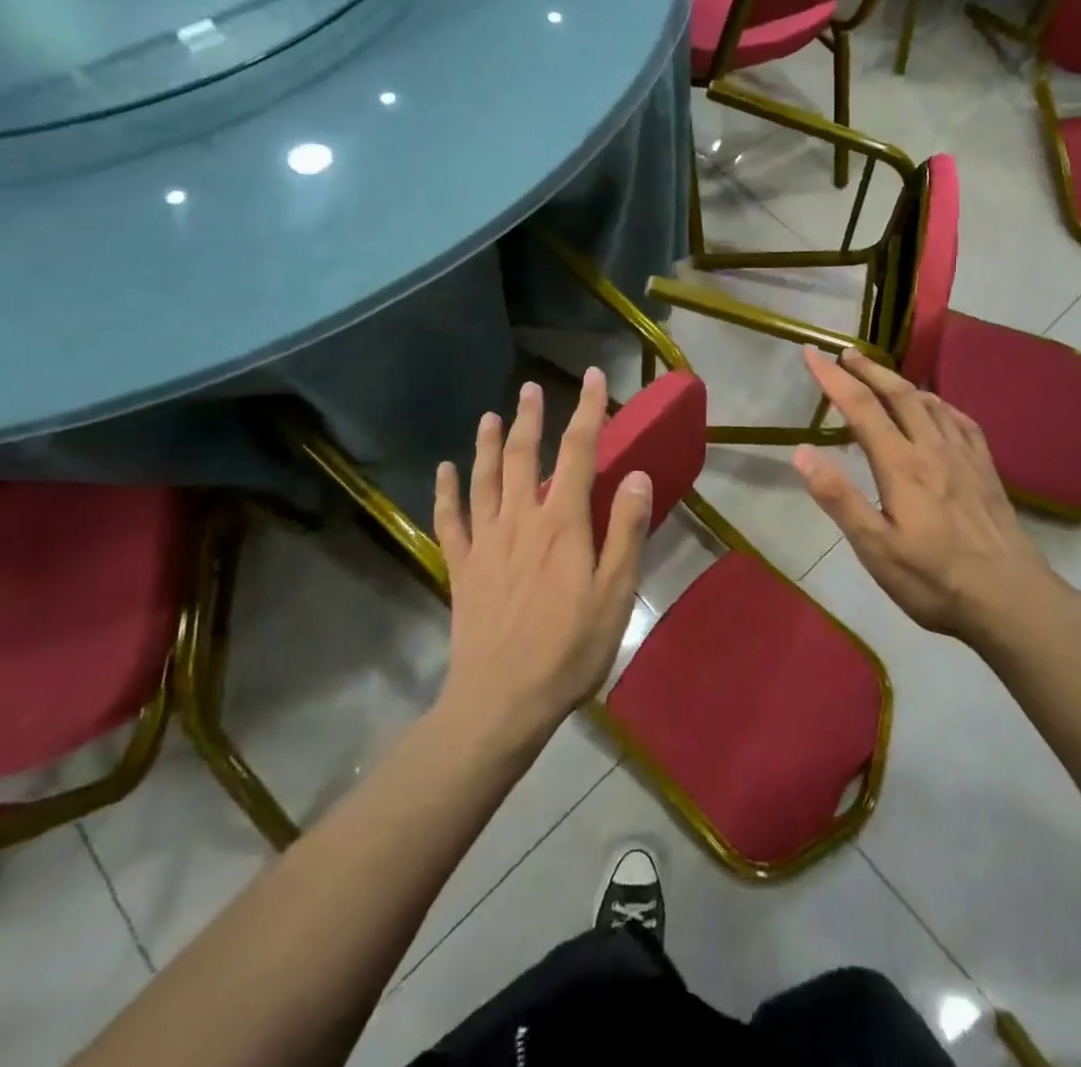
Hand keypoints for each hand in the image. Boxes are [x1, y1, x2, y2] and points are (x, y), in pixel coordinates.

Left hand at [433, 369, 651, 738]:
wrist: (501, 701)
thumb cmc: (569, 649)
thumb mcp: (615, 594)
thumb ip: (626, 530)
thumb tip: (636, 474)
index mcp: (562, 524)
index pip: (579, 452)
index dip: (587, 411)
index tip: (591, 377)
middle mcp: (521, 520)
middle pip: (526, 457)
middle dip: (532, 418)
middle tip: (531, 388)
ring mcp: (486, 543)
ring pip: (485, 480)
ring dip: (489, 445)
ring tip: (490, 416)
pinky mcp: (462, 568)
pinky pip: (450, 521)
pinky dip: (446, 492)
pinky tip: (444, 471)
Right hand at [791, 348, 1065, 649]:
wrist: (1012, 599)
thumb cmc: (934, 580)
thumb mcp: (875, 548)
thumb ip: (839, 498)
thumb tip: (802, 451)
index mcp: (901, 465)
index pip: (861, 407)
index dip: (832, 378)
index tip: (810, 353)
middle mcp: (933, 448)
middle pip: (898, 394)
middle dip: (868, 369)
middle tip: (845, 353)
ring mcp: (965, 456)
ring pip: (930, 402)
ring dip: (900, 381)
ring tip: (882, 375)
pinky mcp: (986, 469)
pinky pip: (960, 419)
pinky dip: (939, 402)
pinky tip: (937, 407)